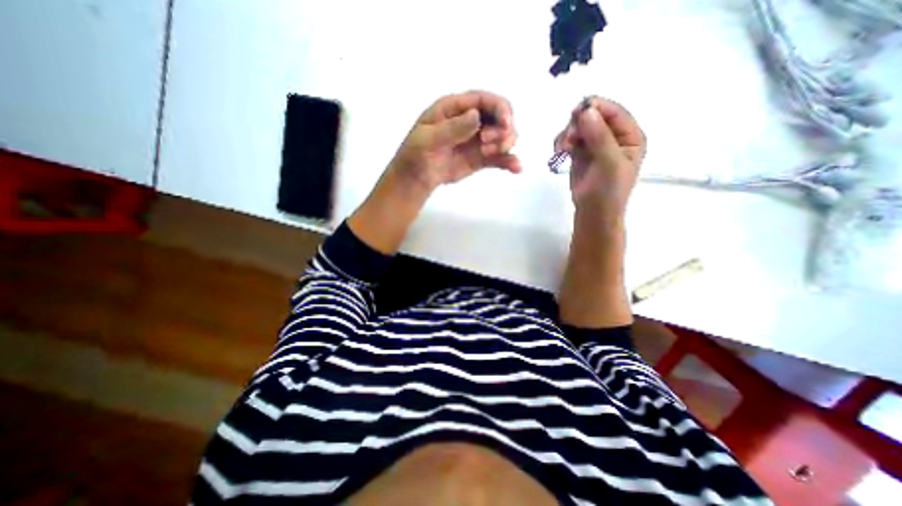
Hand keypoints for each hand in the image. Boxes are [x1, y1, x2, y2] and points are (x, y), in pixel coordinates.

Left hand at [387, 88, 522, 189]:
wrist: (417, 177)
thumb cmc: (417, 153)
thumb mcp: (428, 138)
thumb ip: (452, 128)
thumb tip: (476, 116)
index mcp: (456, 108)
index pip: (484, 100)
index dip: (499, 108)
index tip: (505, 123)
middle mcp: (471, 120)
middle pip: (500, 116)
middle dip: (502, 128)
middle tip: (488, 144)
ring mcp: (478, 140)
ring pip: (503, 136)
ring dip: (505, 144)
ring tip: (488, 154)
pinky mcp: (481, 158)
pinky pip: (499, 157)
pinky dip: (509, 161)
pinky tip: (517, 168)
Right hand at [553, 96, 644, 214]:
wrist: (592, 213)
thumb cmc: (607, 191)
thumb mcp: (609, 163)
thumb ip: (599, 136)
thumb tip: (585, 110)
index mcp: (630, 136)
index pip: (614, 112)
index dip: (596, 108)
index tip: (576, 112)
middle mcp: (613, 137)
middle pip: (593, 117)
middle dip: (577, 125)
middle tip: (567, 140)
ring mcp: (595, 145)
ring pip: (578, 127)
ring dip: (567, 135)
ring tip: (561, 151)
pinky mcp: (580, 153)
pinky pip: (569, 139)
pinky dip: (562, 143)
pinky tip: (559, 153)